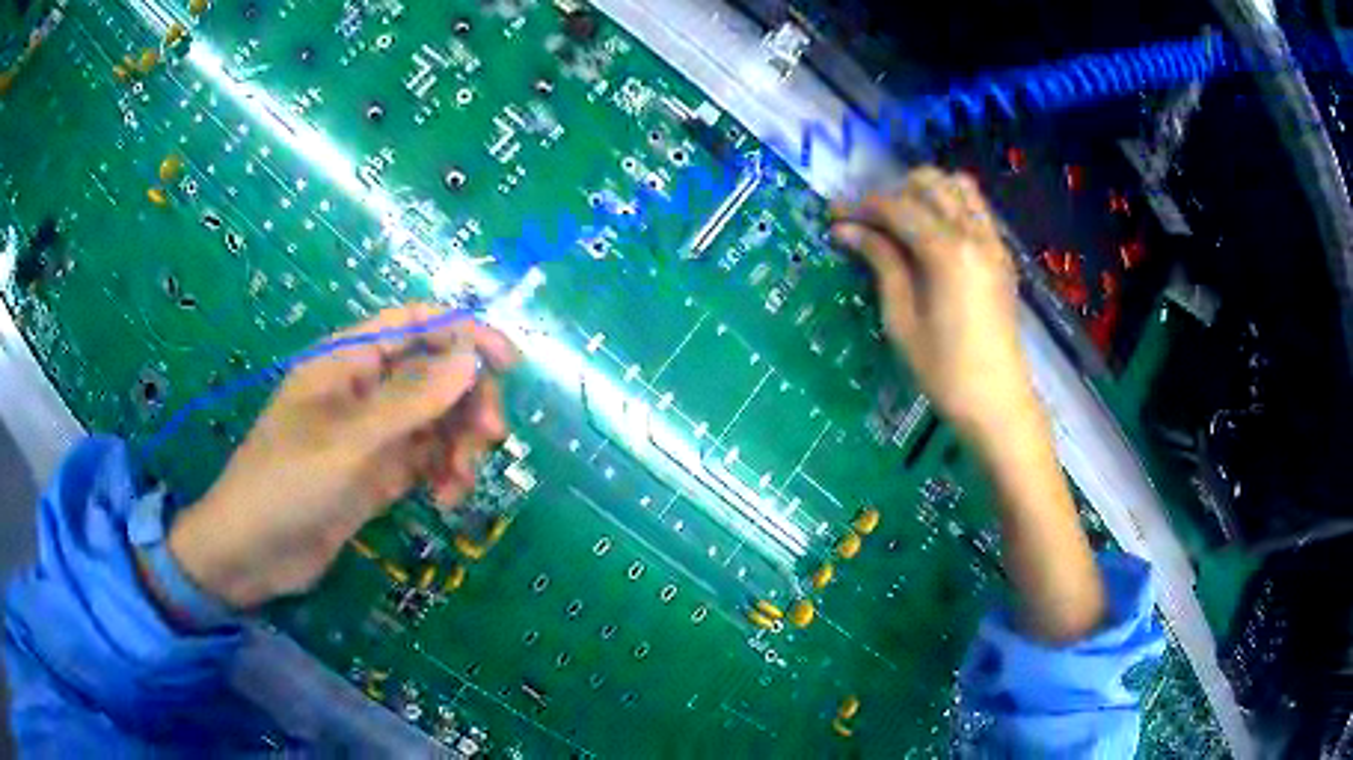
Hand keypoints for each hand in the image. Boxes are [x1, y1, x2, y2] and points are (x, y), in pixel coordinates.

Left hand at [167, 305, 518, 609]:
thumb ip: (411, 400)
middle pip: (435, 374)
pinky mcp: (378, 474)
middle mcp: (364, 390)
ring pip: (436, 420)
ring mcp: (373, 434)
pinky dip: (444, 475)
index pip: (416, 325)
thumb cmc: (287, 483)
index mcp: (348, 360)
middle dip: (467, 401)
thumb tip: (471, 359)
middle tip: (489, 439)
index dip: (464, 333)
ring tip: (460, 483)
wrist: (252, 554)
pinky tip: (446, 500)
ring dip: (459, 444)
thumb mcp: (348, 441)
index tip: (508, 363)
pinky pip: (426, 460)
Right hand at [833, 167, 1036, 441]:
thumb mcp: (902, 319)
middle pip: (929, 183)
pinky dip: (951, 206)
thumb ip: (881, 263)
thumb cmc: (943, 371)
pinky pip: (976, 209)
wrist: (997, 402)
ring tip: (901, 220)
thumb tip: (846, 230)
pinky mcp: (1002, 255)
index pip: (896, 206)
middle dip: (892, 192)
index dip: (860, 206)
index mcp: (947, 251)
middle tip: (867, 221)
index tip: (832, 215)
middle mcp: (974, 233)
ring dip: (925, 193)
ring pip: (958, 187)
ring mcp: (994, 242)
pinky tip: (932, 234)